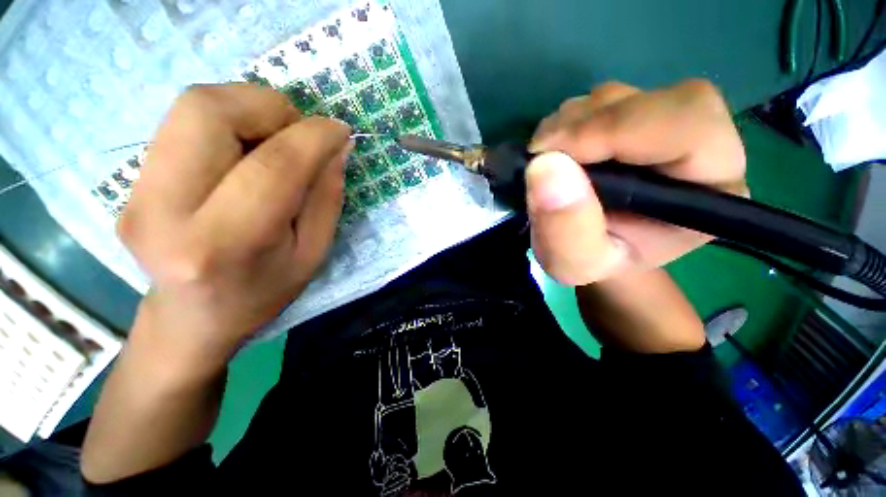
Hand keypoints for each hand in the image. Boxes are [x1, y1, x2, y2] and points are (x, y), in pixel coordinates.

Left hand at [119, 83, 350, 367]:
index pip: (272, 166)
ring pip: (193, 105)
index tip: (340, 130)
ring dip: (249, 108)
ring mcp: (137, 192)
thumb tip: (336, 146)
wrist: (193, 317)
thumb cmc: (264, 291)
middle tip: (299, 132)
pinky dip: (229, 120)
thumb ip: (326, 197)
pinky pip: (184, 121)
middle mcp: (165, 210)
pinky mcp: (131, 181)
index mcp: (224, 244)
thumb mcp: (314, 253)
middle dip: (269, 106)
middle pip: (209, 111)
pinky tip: (247, 149)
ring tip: (276, 139)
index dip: (313, 137)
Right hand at [525, 79, 746, 285]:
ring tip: (546, 162)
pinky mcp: (632, 119)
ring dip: (569, 124)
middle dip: (585, 125)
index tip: (551, 155)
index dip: (616, 130)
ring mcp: (662, 126)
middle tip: (541, 155)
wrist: (594, 250)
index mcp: (710, 190)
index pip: (687, 127)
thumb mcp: (575, 262)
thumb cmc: (593, 263)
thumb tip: (545, 166)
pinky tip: (554, 153)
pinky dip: (565, 122)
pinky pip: (597, 102)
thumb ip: (566, 228)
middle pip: (653, 100)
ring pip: (620, 96)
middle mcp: (699, 146)